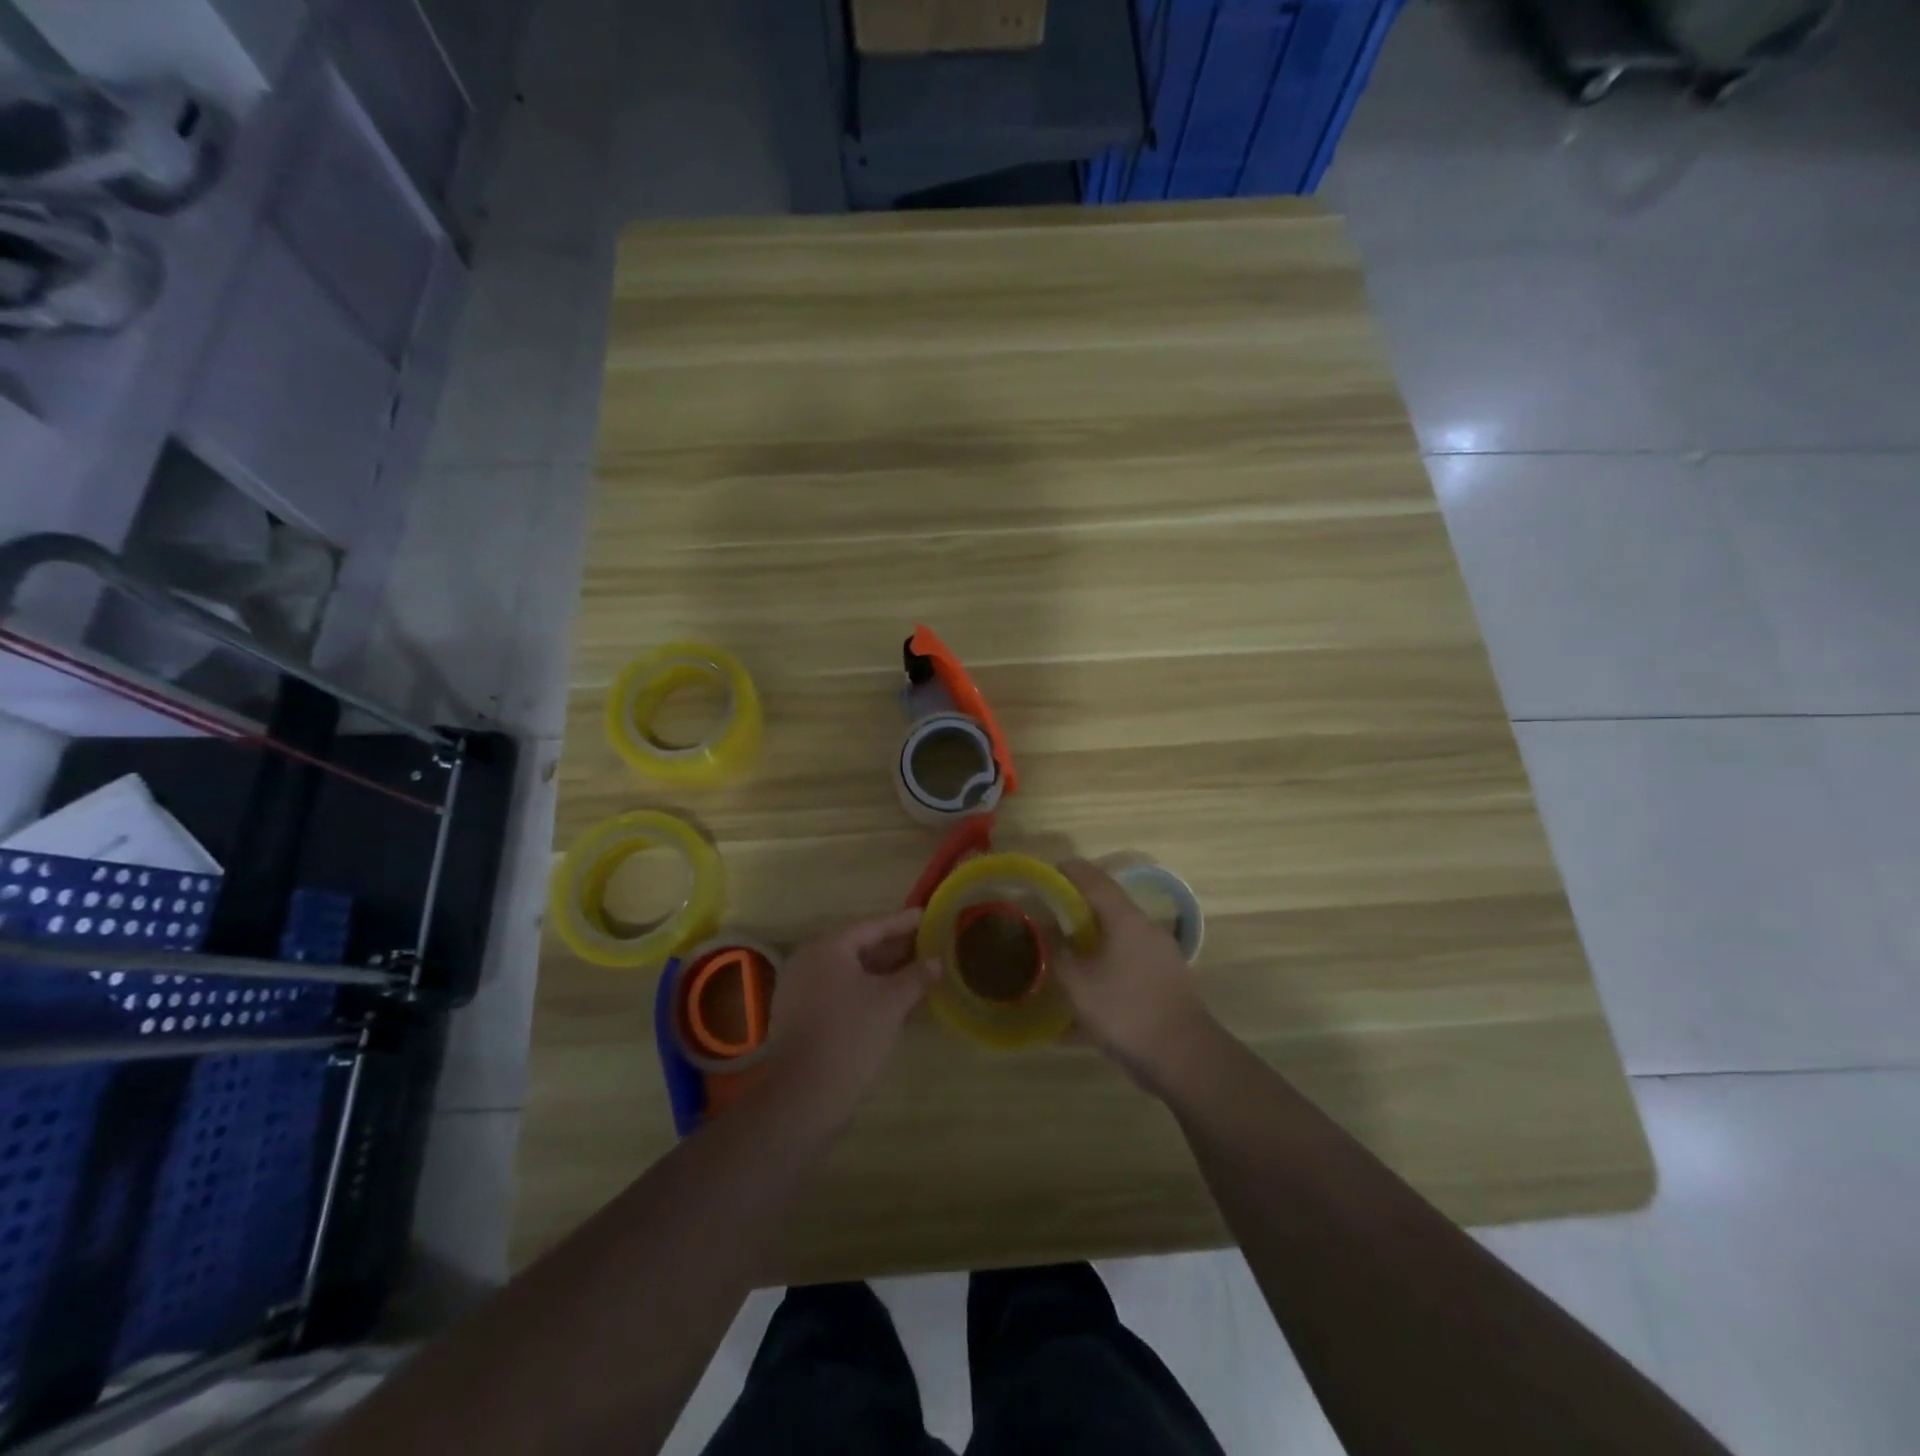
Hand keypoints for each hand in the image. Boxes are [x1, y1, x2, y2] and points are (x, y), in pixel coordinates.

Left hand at [762, 908, 938, 1127]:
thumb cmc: (850, 1036)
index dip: (903, 922)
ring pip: (849, 972)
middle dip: (894, 948)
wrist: (803, 1096)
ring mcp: (799, 989)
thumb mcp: (891, 1003)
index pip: (873, 927)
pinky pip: (838, 991)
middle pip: (859, 947)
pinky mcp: (799, 1015)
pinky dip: (864, 991)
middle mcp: (808, 960)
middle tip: (926, 944)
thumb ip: (916, 976)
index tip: (927, 916)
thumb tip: (936, 961)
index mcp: (827, 947)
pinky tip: (890, 1000)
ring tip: (915, 971)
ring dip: (881, 972)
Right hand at [1056, 860, 1216, 1095]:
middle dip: (1079, 905)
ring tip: (1067, 948)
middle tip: (1051, 913)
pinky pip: (1130, 958)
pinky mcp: (1166, 979)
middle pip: (1109, 905)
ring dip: (1094, 935)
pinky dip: (1108, 960)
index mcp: (1125, 919)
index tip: (1047, 873)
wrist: (1183, 1056)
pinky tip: (1092, 982)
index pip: (1094, 880)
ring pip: (1120, 933)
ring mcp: (1161, 954)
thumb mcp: (1077, 983)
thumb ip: (1057, 952)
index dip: (1069, 872)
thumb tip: (1045, 928)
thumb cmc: (1125, 1011)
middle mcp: (1146, 928)